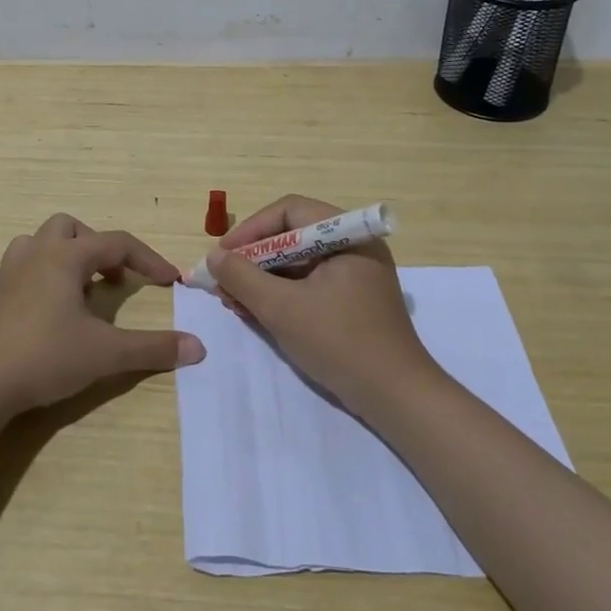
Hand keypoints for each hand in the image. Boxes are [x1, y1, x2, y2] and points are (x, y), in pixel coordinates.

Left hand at [0, 213, 204, 416]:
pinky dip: (5, 279)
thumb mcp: (107, 354)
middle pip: (67, 227)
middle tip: (109, 280)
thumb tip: (198, 347)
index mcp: (67, 258)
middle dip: (94, 246)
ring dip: (53, 256)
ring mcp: (3, 277)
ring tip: (70, 287)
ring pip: (29, 244)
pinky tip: (15, 297)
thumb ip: (153, 348)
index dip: (147, 259)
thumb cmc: (46, 357)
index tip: (169, 281)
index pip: (117, 243)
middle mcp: (34, 256)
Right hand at [207, 194, 440, 415]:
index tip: (222, 255)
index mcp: (348, 235)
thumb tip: (214, 257)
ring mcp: (356, 274)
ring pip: (298, 262)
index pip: (289, 212)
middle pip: (292, 236)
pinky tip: (256, 311)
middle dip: (253, 258)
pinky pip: (309, 283)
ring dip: (263, 278)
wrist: (396, 398)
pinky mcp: (353, 300)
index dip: (251, 229)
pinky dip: (281, 294)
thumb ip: (242, 277)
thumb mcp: (282, 308)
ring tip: (234, 301)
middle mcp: (354, 246)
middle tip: (223, 282)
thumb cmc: (340, 343)